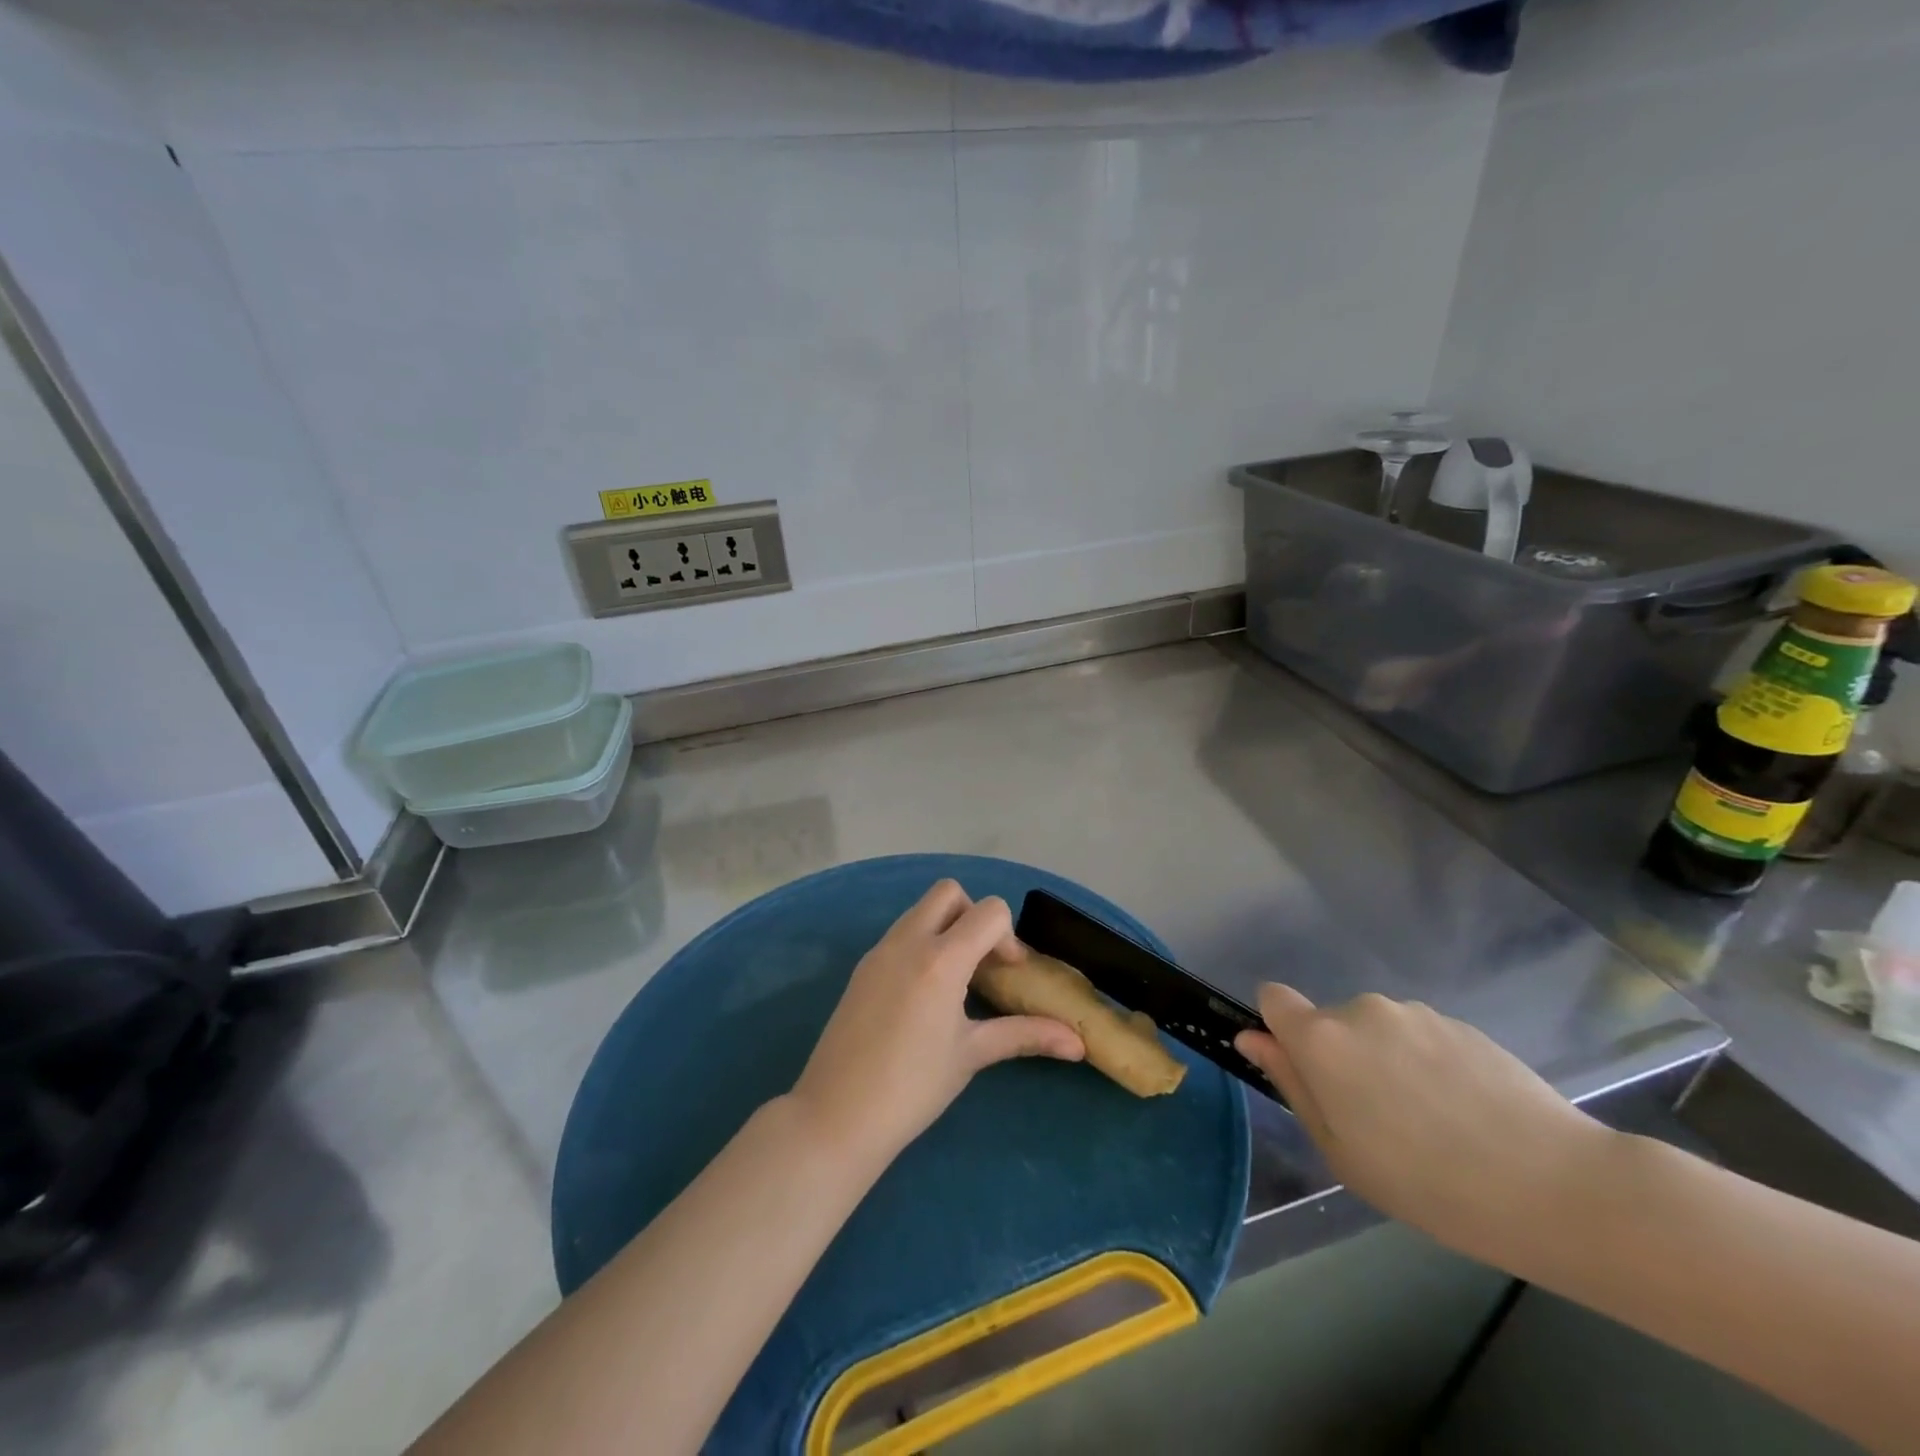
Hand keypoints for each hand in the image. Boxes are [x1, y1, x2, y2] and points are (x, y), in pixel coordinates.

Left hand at [790, 881, 1084, 1170]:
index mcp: (940, 958)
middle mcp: (907, 941)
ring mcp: (879, 952)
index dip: (1008, 936)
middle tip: (982, 963)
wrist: (836, 1115)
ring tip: (956, 982)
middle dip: (973, 916)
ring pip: (920, 911)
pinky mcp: (861, 968)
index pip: (988, 911)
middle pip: (948, 893)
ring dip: (945, 929)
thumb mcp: (972, 1055)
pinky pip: (899, 935)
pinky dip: (921, 945)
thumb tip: (1077, 1043)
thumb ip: (1025, 1035)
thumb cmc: (913, 1086)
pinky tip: (923, 995)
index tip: (1008, 973)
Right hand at [1235, 985, 1613, 1261]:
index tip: (1304, 1073)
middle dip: (1339, 1058)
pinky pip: (1421, 1037)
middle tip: (1376, 1121)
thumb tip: (1252, 1039)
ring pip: (1377, 1031)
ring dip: (1385, 1061)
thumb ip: (1292, 1085)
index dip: (1278, 1029)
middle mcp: (1361, 1009)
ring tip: (1431, 1123)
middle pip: (1329, 1022)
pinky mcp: (1462, 1024)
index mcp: (1322, 1038)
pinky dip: (1428, 1065)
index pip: (1273, 998)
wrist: (1556, 1187)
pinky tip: (1467, 1114)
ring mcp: (1415, 1013)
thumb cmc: (1428, 1184)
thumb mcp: (1341, 1152)